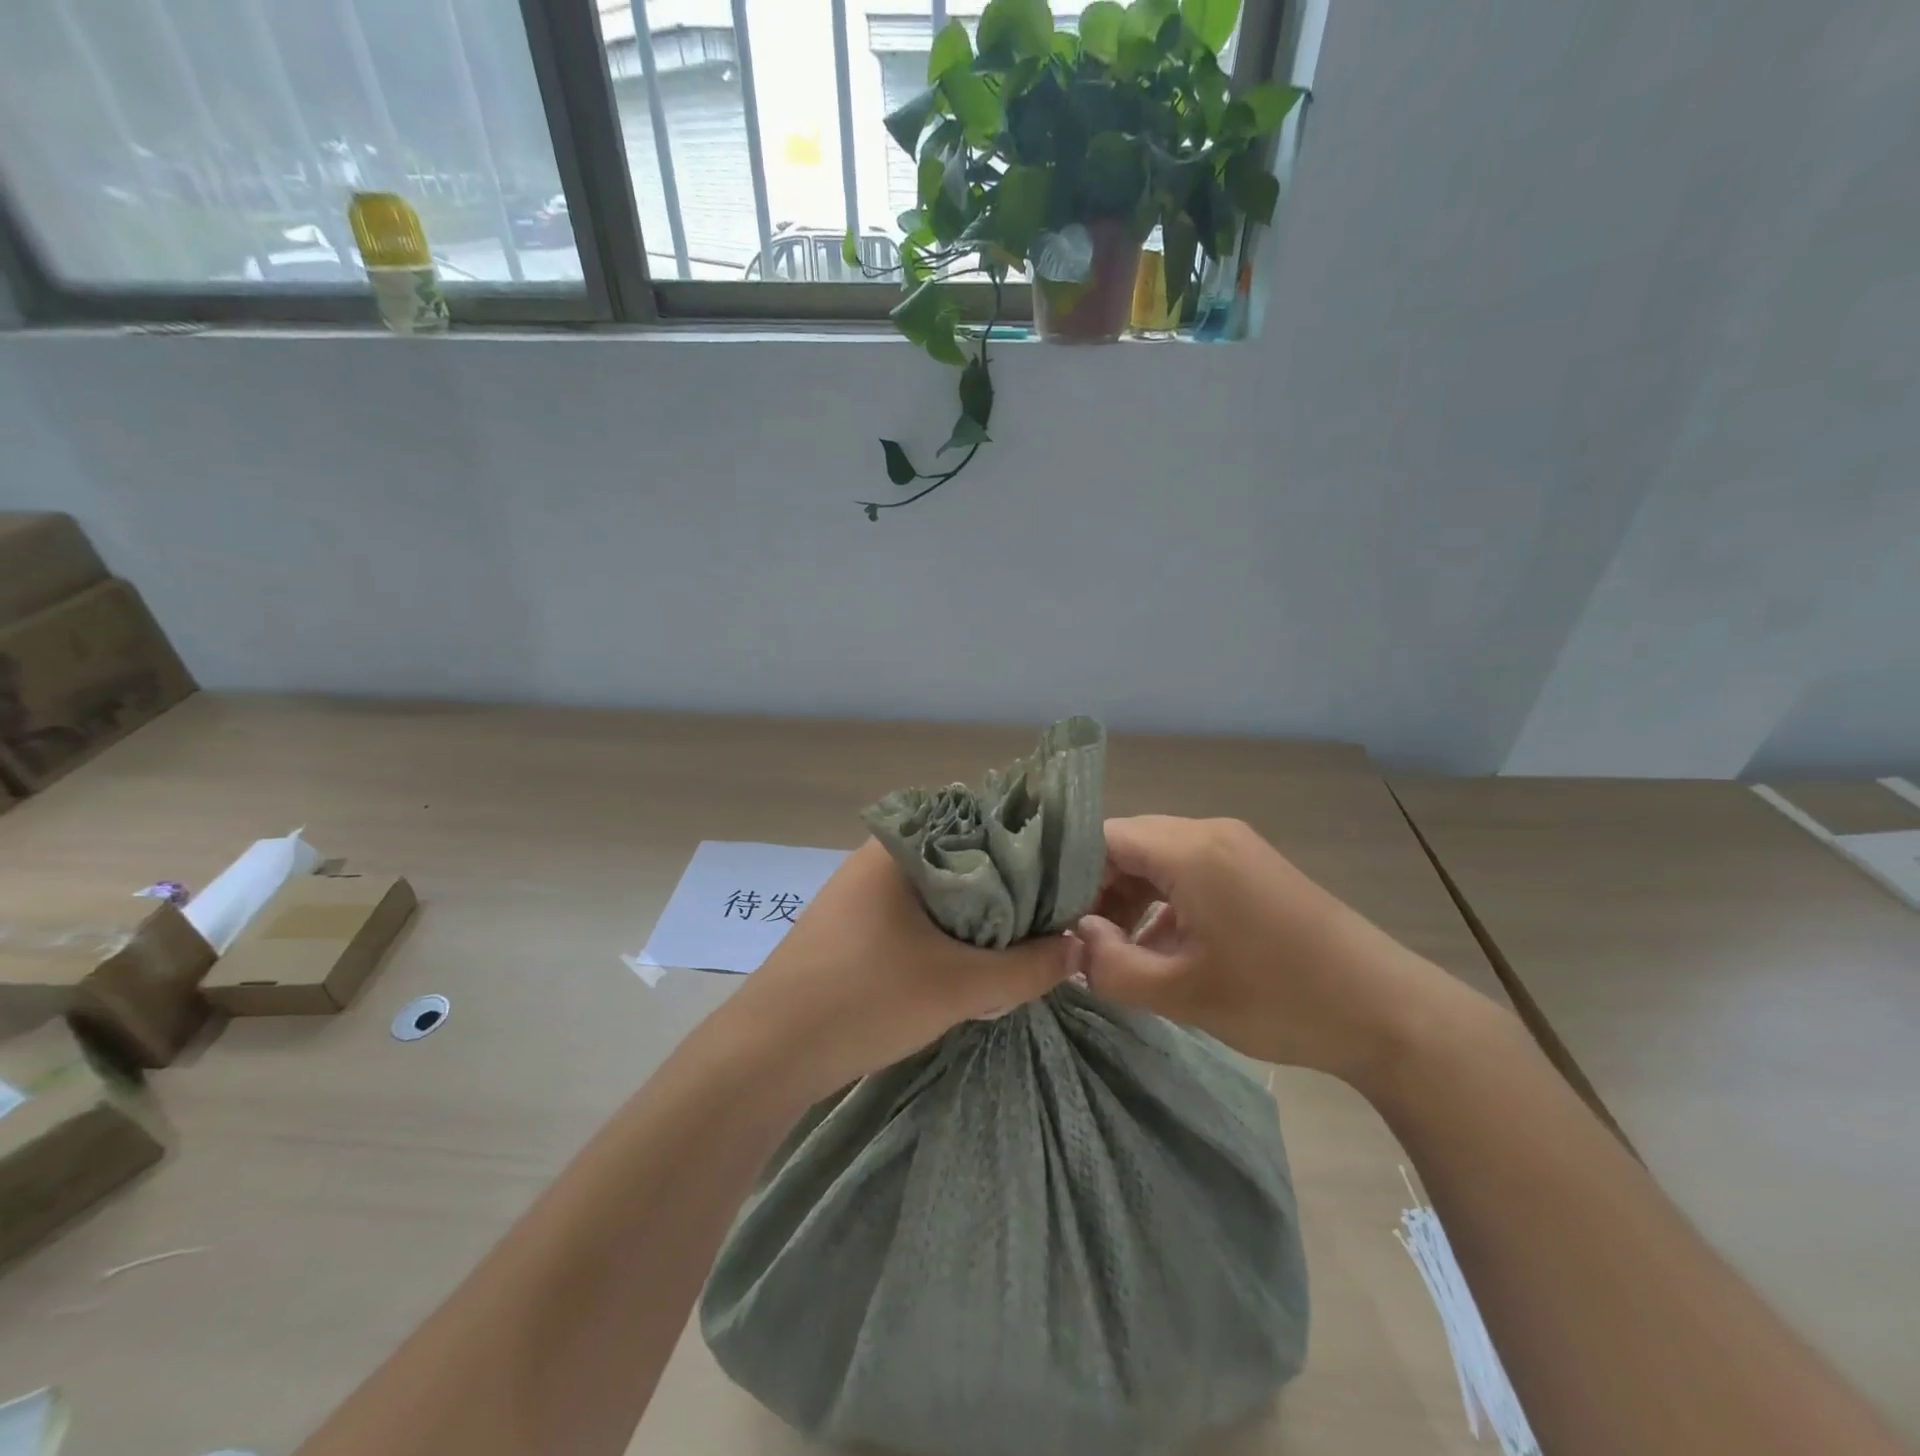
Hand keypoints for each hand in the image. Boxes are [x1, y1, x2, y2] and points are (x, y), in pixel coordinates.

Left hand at [735, 840, 1076, 1099]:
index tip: (1067, 877)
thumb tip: (1081, 947)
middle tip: (1052, 916)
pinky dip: (947, 930)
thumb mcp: (960, 986)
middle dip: (1008, 888)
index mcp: (901, 845)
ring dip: (977, 915)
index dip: (1029, 849)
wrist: (768, 1054)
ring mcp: (860, 892)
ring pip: (939, 890)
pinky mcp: (852, 926)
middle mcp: (879, 856)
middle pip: (963, 858)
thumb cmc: (865, 999)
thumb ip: (1028, 967)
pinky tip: (970, 959)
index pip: (982, 823)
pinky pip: (914, 914)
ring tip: (1022, 940)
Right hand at [1075, 816, 1451, 1086]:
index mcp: (1190, 848)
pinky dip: (1164, 903)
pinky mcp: (1253, 869)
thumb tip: (1073, 941)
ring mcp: (1237, 848)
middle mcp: (1210, 832)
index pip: (1101, 837)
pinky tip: (1159, 950)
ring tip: (1114, 949)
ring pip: (1158, 859)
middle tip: (1077, 939)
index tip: (1048, 918)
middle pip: (1128, 845)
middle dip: (1096, 890)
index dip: (1066, 874)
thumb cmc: (1280, 998)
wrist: (1389, 1013)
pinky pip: (1189, 872)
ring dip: (1130, 899)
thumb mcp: (1182, 992)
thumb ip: (1110, 965)